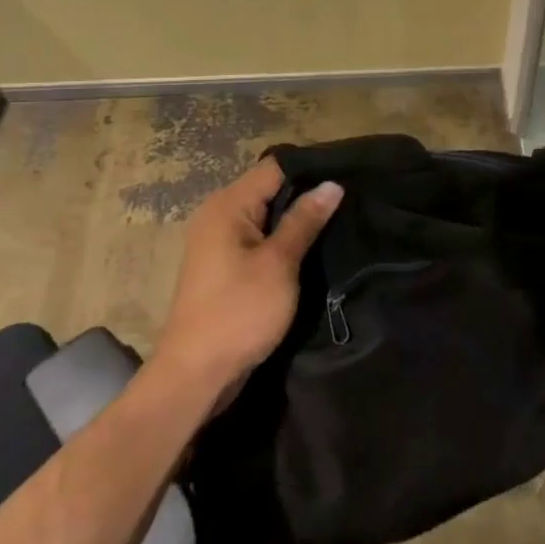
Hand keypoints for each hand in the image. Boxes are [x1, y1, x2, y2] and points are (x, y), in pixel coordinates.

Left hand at [154, 160, 341, 401]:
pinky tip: (311, 248)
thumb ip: (304, 221)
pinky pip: (258, 239)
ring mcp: (218, 242)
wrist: (195, 375)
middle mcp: (218, 215)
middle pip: (269, 189)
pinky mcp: (224, 267)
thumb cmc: (238, 312)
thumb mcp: (279, 264)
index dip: (310, 169)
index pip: (274, 167)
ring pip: (265, 216)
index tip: (348, 175)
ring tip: (338, 220)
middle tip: (349, 201)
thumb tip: (332, 184)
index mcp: (227, 206)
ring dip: (296, 220)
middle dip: (306, 194)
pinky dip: (282, 241)